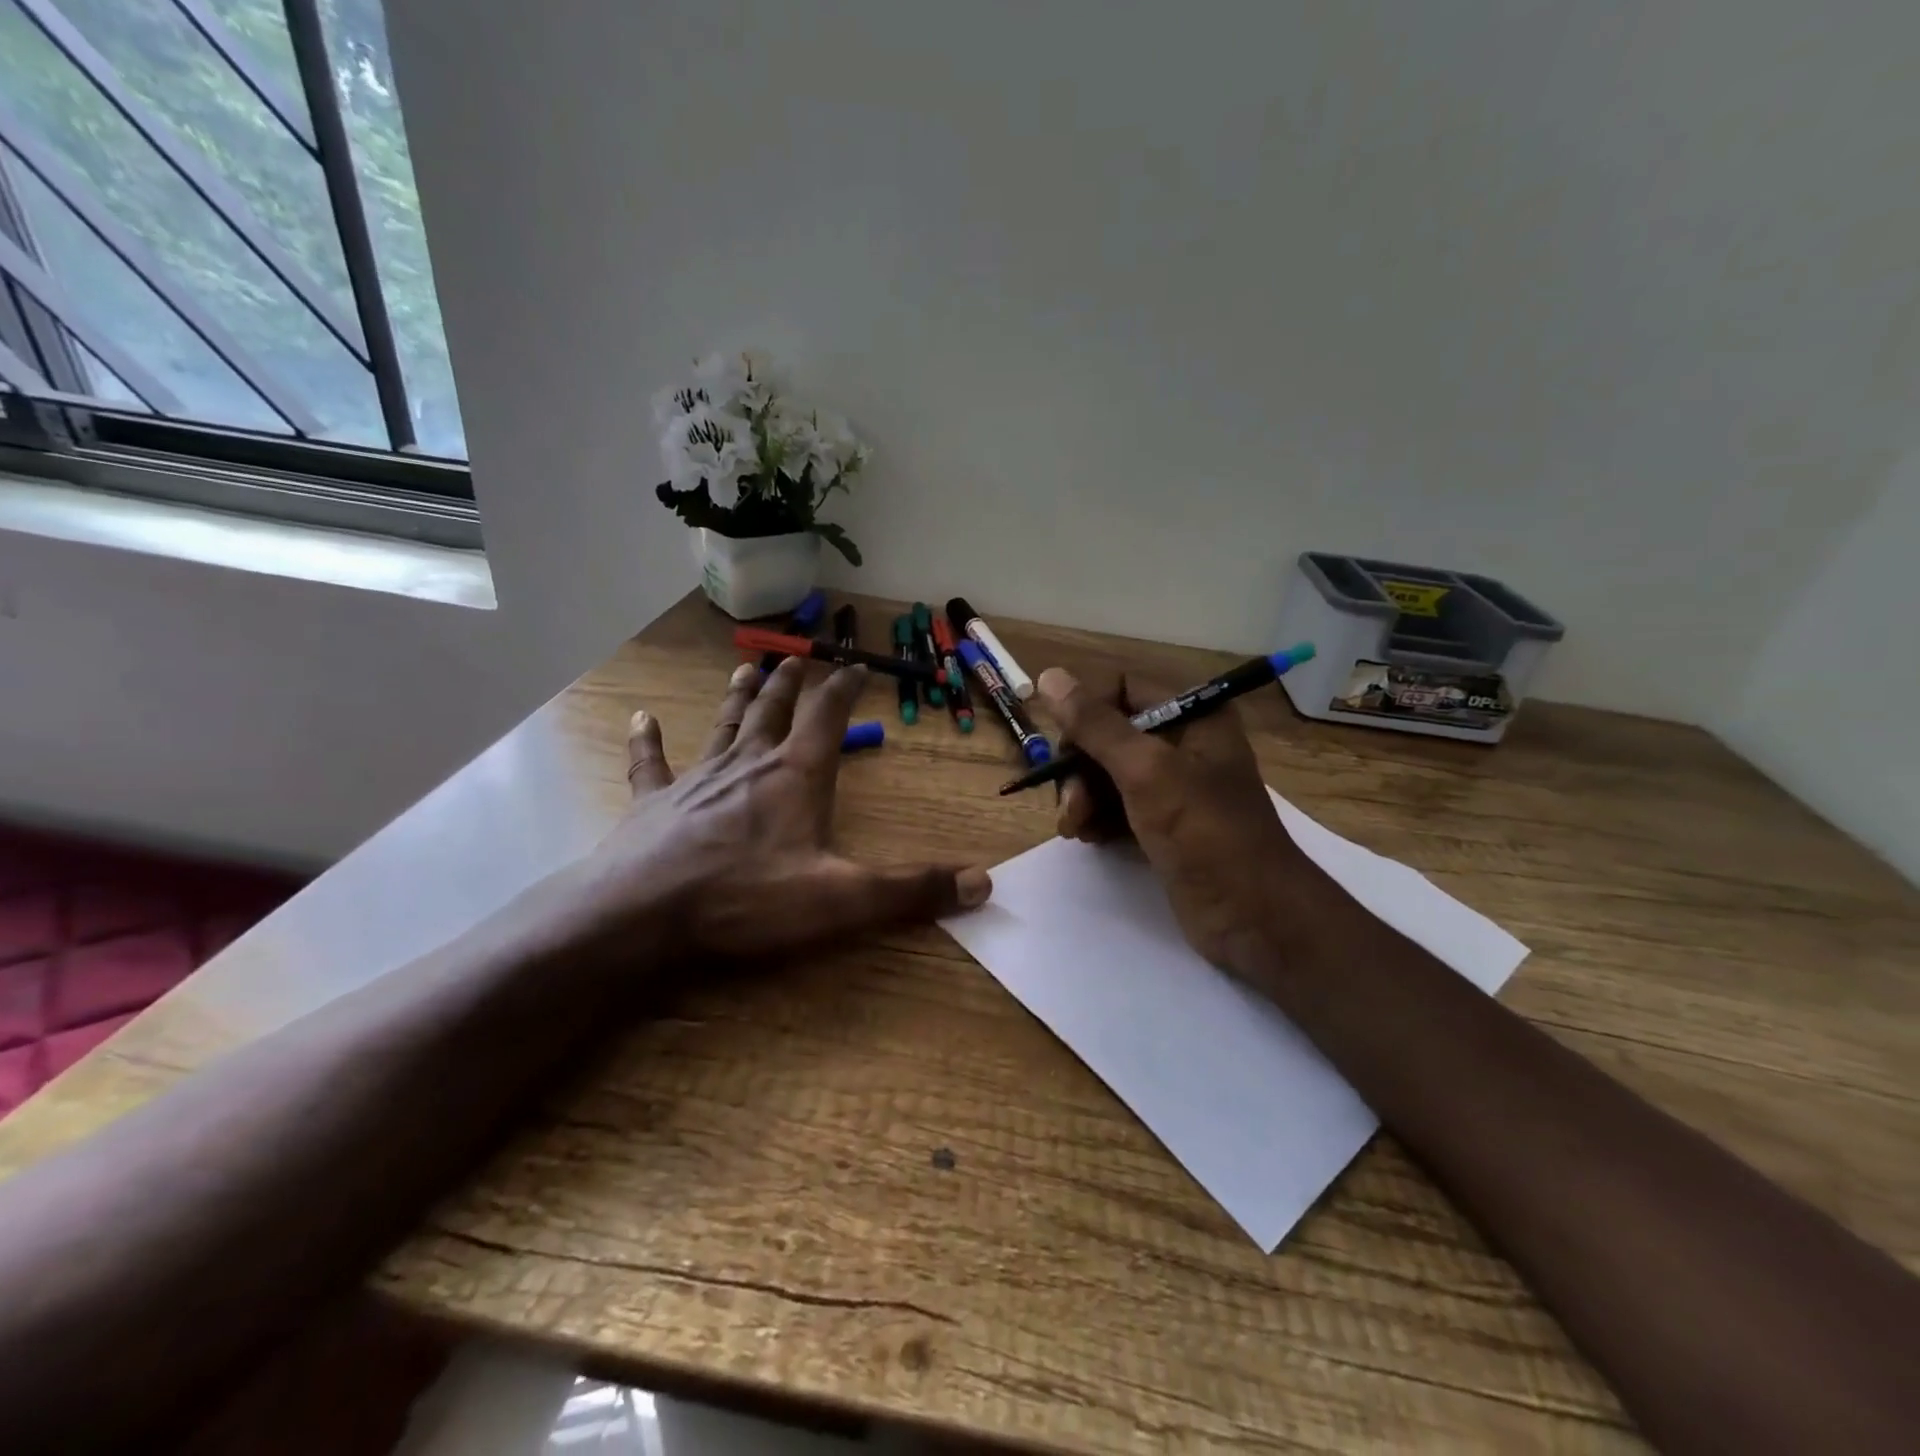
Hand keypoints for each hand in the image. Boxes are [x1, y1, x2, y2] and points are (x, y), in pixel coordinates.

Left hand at [578, 657, 990, 959]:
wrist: (642, 916)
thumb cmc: (746, 900)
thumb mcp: (841, 899)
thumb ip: (910, 890)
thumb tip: (982, 882)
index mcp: (795, 776)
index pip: (828, 716)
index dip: (845, 687)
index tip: (858, 666)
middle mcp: (748, 764)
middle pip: (773, 711)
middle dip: (790, 683)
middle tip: (796, 658)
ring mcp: (696, 779)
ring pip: (723, 726)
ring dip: (737, 698)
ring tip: (744, 670)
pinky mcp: (654, 802)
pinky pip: (650, 763)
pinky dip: (647, 740)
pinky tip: (640, 718)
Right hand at [1035, 666, 1341, 984]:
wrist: (1253, 916)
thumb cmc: (1204, 832)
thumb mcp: (1146, 771)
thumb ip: (1096, 725)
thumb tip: (1050, 676)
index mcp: (1194, 715)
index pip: (1122, 690)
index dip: (1087, 714)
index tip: (1065, 751)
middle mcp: (1185, 743)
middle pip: (1110, 734)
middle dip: (1081, 766)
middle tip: (1069, 805)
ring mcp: (1176, 786)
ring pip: (1109, 773)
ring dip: (1083, 796)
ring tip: (1074, 828)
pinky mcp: (1166, 824)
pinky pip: (1119, 806)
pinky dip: (1098, 818)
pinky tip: (1087, 838)